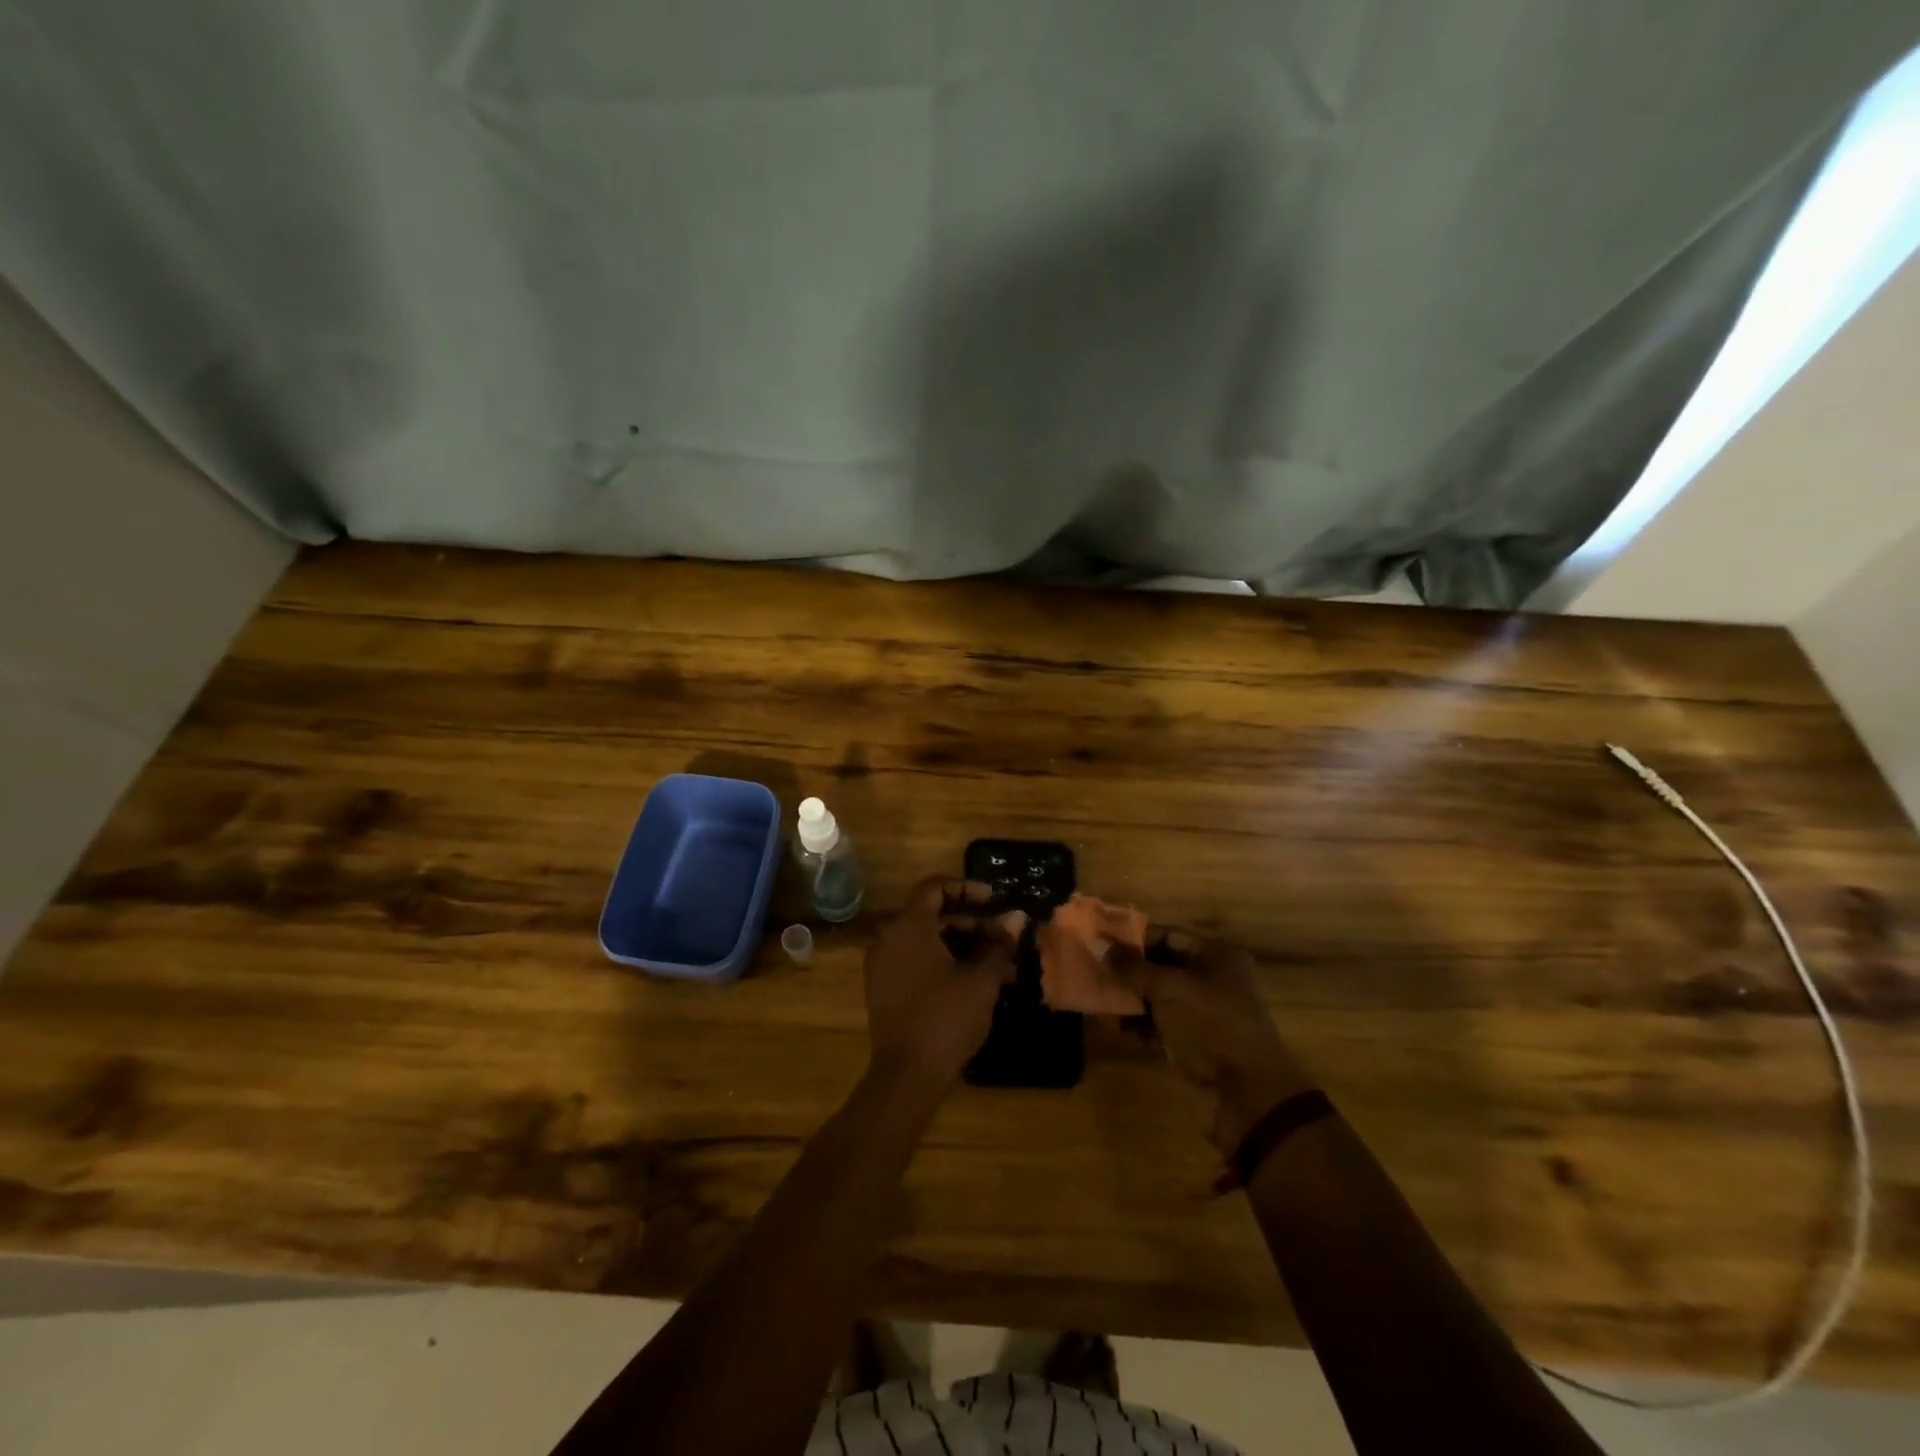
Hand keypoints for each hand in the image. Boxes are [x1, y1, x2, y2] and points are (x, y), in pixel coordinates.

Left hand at [864, 878, 1021, 1090]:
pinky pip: (916, 961)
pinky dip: (944, 963)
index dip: (966, 888)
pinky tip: (976, 983)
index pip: (934, 888)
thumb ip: (1000, 944)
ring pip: (927, 942)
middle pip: (933, 916)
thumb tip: (1018, 917)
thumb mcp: (981, 979)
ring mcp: (883, 965)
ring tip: (1001, 967)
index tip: (994, 899)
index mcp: (908, 927)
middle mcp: (888, 939)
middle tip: (1004, 940)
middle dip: (972, 924)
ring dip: (963, 947)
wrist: (907, 1075)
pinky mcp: (884, 989)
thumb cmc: (947, 1018)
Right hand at [1112, 931, 1313, 1155]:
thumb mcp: (1168, 989)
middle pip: (1161, 967)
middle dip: (1127, 972)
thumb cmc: (1210, 1025)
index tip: (1099, 943)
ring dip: (1128, 999)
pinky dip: (1138, 1024)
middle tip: (1093, 972)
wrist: (1248, 1096)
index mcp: (1216, 956)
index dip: (1133, 939)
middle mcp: (1212, 980)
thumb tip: (1101, 944)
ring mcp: (1204, 1014)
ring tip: (1097, 1000)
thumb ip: (1132, 967)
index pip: (1167, 936)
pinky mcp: (1195, 1043)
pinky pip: (1160, 1025)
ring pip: (1158, 998)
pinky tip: (1112, 1026)